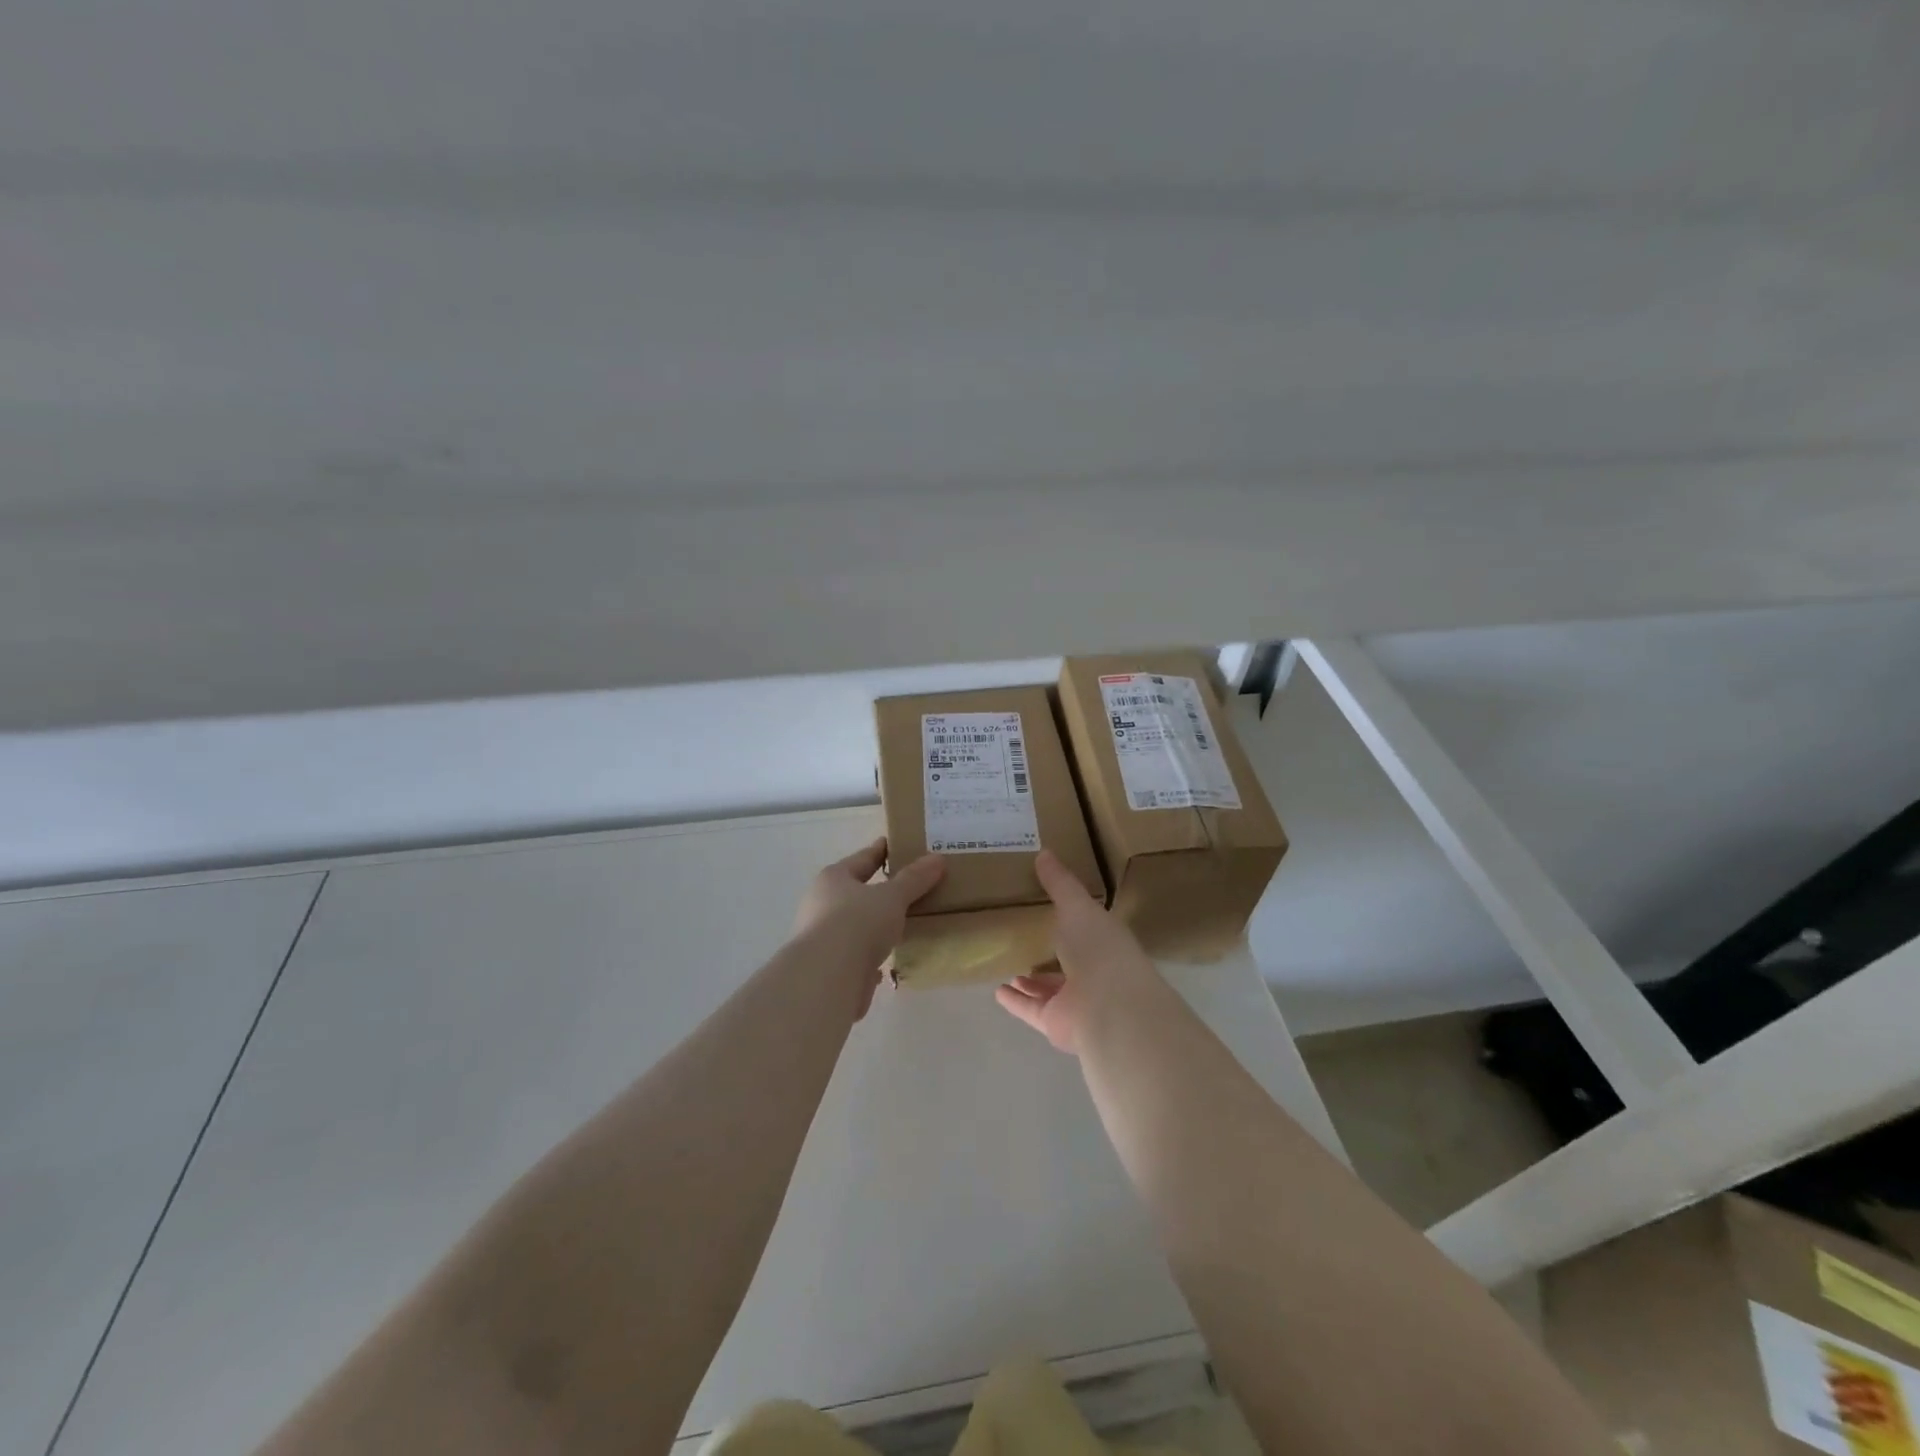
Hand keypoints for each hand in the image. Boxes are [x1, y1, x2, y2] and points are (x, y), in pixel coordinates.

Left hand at [793, 838, 944, 1017]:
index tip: (896, 844)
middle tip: (908, 886)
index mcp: (834, 878)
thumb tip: (937, 859)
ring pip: (854, 925)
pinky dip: (870, 955)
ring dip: (873, 925)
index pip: (862, 858)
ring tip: (901, 923)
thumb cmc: (857, 923)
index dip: (881, 851)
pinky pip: (855, 954)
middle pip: (855, 891)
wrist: (827, 977)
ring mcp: (822, 937)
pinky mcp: (829, 967)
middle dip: (878, 890)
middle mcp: (822, 904)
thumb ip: (914, 879)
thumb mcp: (892, 897)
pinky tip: (885, 961)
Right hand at [995, 849, 1166, 1054]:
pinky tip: (997, 991)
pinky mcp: (1056, 1023)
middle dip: (1049, 951)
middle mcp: (1093, 971)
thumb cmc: (1099, 948)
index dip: (1070, 917)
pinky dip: (1015, 1001)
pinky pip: (1031, 1009)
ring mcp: (1075, 1000)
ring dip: (1030, 980)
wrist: (1110, 1007)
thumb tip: (1044, 851)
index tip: (1047, 906)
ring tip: (1007, 965)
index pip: (1086, 927)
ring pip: (1049, 988)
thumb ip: (1059, 883)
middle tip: (1023, 937)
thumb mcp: (1077, 906)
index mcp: (1104, 940)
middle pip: (1067, 960)